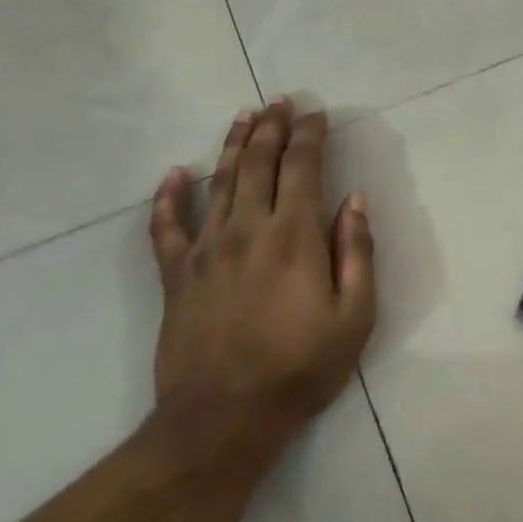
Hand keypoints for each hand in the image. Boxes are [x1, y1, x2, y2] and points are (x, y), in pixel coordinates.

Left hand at [147, 99, 375, 461]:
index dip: (310, 135)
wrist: (222, 420)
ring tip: (242, 116)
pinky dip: (168, 198)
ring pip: (219, 182)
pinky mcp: (176, 276)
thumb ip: (356, 252)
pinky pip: (166, 228)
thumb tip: (355, 201)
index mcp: (294, 236)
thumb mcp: (354, 316)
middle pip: (258, 163)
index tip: (317, 113)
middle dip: (271, 127)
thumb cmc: (300, 368)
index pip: (302, 167)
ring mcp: (206, 250)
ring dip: (231, 145)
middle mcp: (248, 229)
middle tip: (279, 101)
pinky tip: (173, 175)